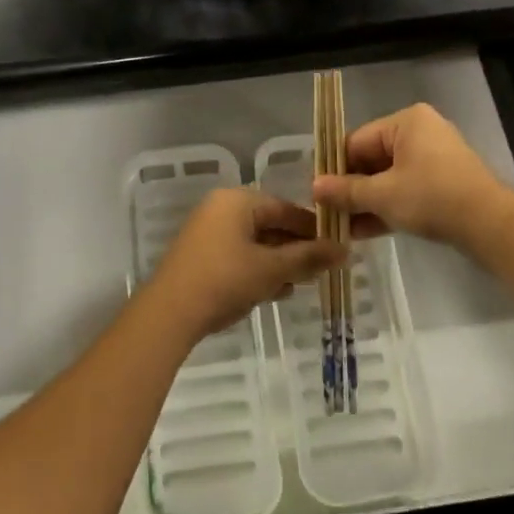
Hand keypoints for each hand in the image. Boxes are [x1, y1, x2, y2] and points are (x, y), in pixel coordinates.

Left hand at [149, 188, 344, 342]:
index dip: (313, 228)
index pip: (285, 208)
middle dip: (295, 247)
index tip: (336, 247)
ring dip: (278, 261)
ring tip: (299, 283)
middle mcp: (220, 208)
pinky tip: (273, 290)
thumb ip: (308, 257)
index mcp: (237, 200)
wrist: (169, 313)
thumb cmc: (224, 280)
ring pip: (254, 241)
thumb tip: (344, 249)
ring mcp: (207, 231)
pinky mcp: (200, 255)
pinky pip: (238, 253)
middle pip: (269, 223)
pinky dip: (257, 268)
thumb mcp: (271, 270)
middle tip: (320, 268)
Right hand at [311, 102, 511, 249]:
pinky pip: (407, 189)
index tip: (317, 193)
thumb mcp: (383, 195)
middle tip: (328, 214)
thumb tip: (314, 187)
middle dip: (351, 189)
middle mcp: (420, 132)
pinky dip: (388, 207)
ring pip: (389, 178)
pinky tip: (365, 232)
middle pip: (372, 159)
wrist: (491, 225)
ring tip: (342, 229)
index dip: (334, 168)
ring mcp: (434, 158)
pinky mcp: (444, 182)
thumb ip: (346, 190)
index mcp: (405, 121)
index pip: (356, 141)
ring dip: (366, 202)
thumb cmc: (432, 198)